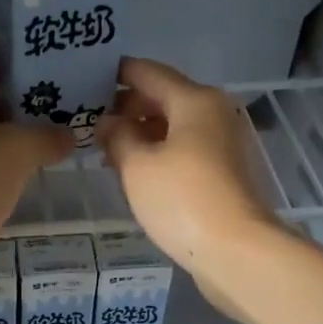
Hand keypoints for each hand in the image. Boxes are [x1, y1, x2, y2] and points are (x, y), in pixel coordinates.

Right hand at [99, 57, 281, 318]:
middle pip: (164, 97)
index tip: (86, 80)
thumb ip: (117, 136)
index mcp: (194, 100)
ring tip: (106, 149)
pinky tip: (135, 171)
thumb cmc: (182, 199)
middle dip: (128, 107)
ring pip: (175, 126)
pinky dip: (159, 153)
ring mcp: (223, 144)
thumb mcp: (137, 165)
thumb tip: (109, 122)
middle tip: (91, 121)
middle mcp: (214, 113)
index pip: (148, 73)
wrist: (236, 251)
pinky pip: (185, 150)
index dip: (116, 74)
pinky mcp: (224, 173)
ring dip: (142, 133)